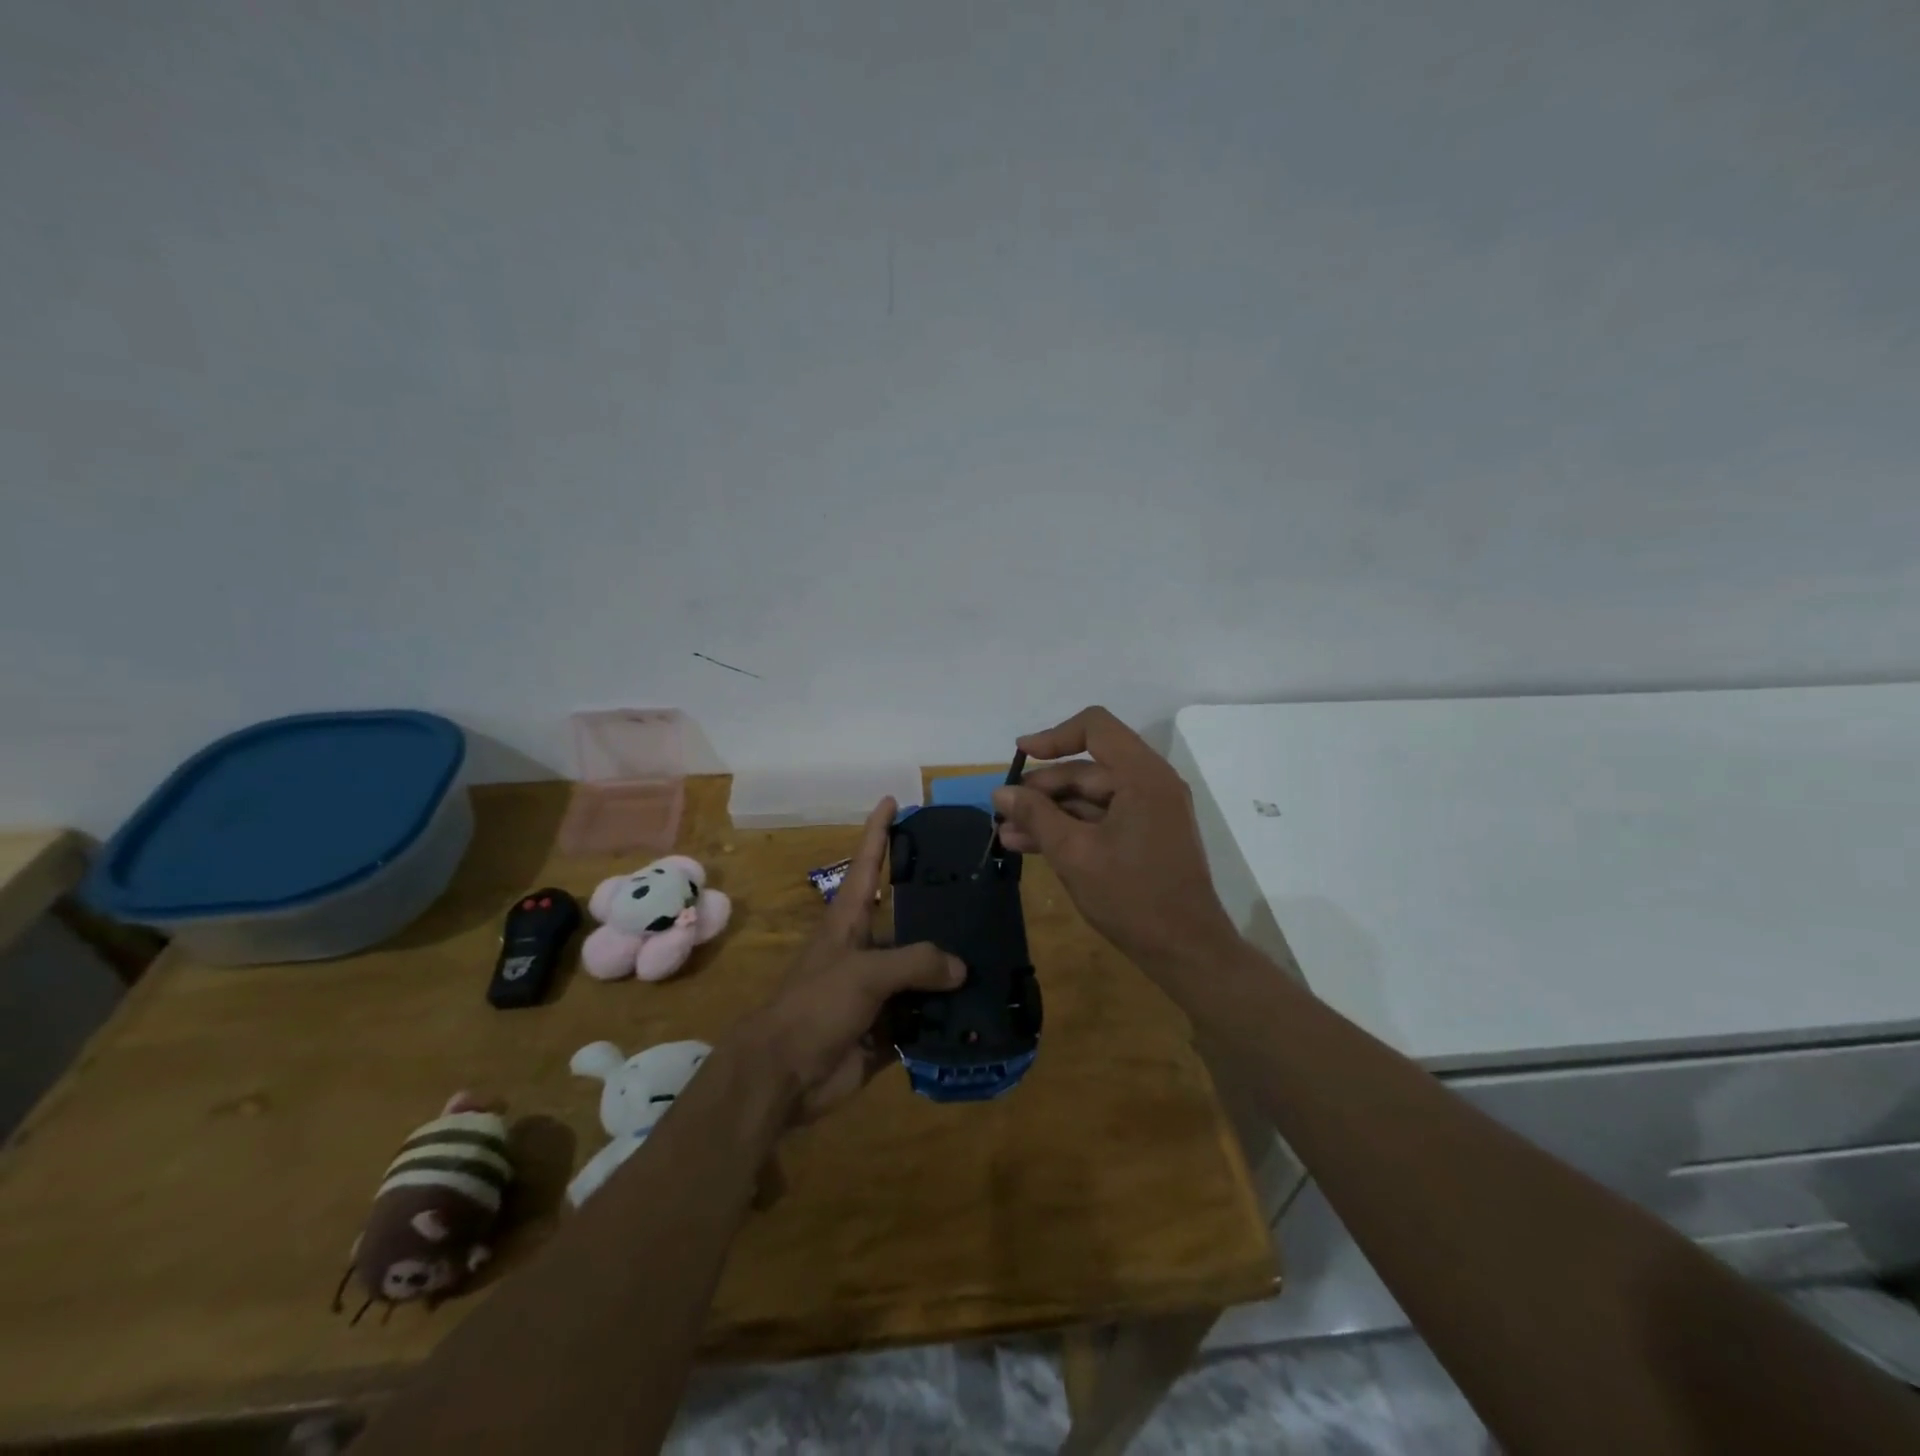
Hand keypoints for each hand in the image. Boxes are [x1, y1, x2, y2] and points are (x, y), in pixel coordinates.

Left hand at [740, 797, 963, 1124]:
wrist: (783, 1075)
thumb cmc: (815, 1006)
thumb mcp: (864, 973)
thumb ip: (915, 963)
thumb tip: (960, 968)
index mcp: (848, 922)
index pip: (866, 864)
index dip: (877, 831)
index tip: (893, 801)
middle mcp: (865, 949)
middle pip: (907, 921)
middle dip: (938, 909)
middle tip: (982, 892)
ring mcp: (876, 991)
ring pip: (921, 972)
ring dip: (950, 970)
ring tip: (995, 955)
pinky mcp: (885, 1029)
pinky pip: (923, 1017)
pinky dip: (947, 1017)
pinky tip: (981, 1011)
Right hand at [993, 706, 1241, 980]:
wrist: (1186, 951)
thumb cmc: (1132, 897)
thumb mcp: (1074, 853)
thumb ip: (1036, 816)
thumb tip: (1002, 792)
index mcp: (1142, 776)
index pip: (1095, 728)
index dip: (1053, 737)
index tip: (1020, 756)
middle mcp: (1150, 784)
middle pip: (1087, 768)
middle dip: (1042, 788)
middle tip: (1004, 810)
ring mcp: (1150, 812)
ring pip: (1089, 797)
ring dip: (1048, 812)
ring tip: (1006, 832)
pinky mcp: (1145, 836)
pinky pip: (1100, 819)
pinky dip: (1068, 829)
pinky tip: (1029, 846)